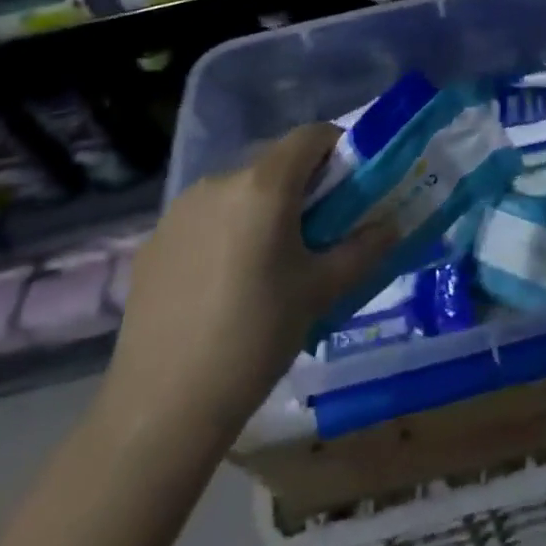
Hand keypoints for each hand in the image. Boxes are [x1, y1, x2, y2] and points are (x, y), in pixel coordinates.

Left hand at [100, 123, 395, 446]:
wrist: (160, 410)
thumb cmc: (255, 338)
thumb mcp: (321, 291)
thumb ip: (363, 249)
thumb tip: (391, 225)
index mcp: (264, 185)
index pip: (311, 135)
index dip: (338, 147)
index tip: (352, 182)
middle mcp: (219, 182)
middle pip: (274, 162)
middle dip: (303, 183)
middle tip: (319, 228)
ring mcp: (180, 211)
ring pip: (238, 190)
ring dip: (263, 207)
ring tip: (271, 260)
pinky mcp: (154, 242)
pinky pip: (205, 218)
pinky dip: (226, 231)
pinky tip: (226, 282)